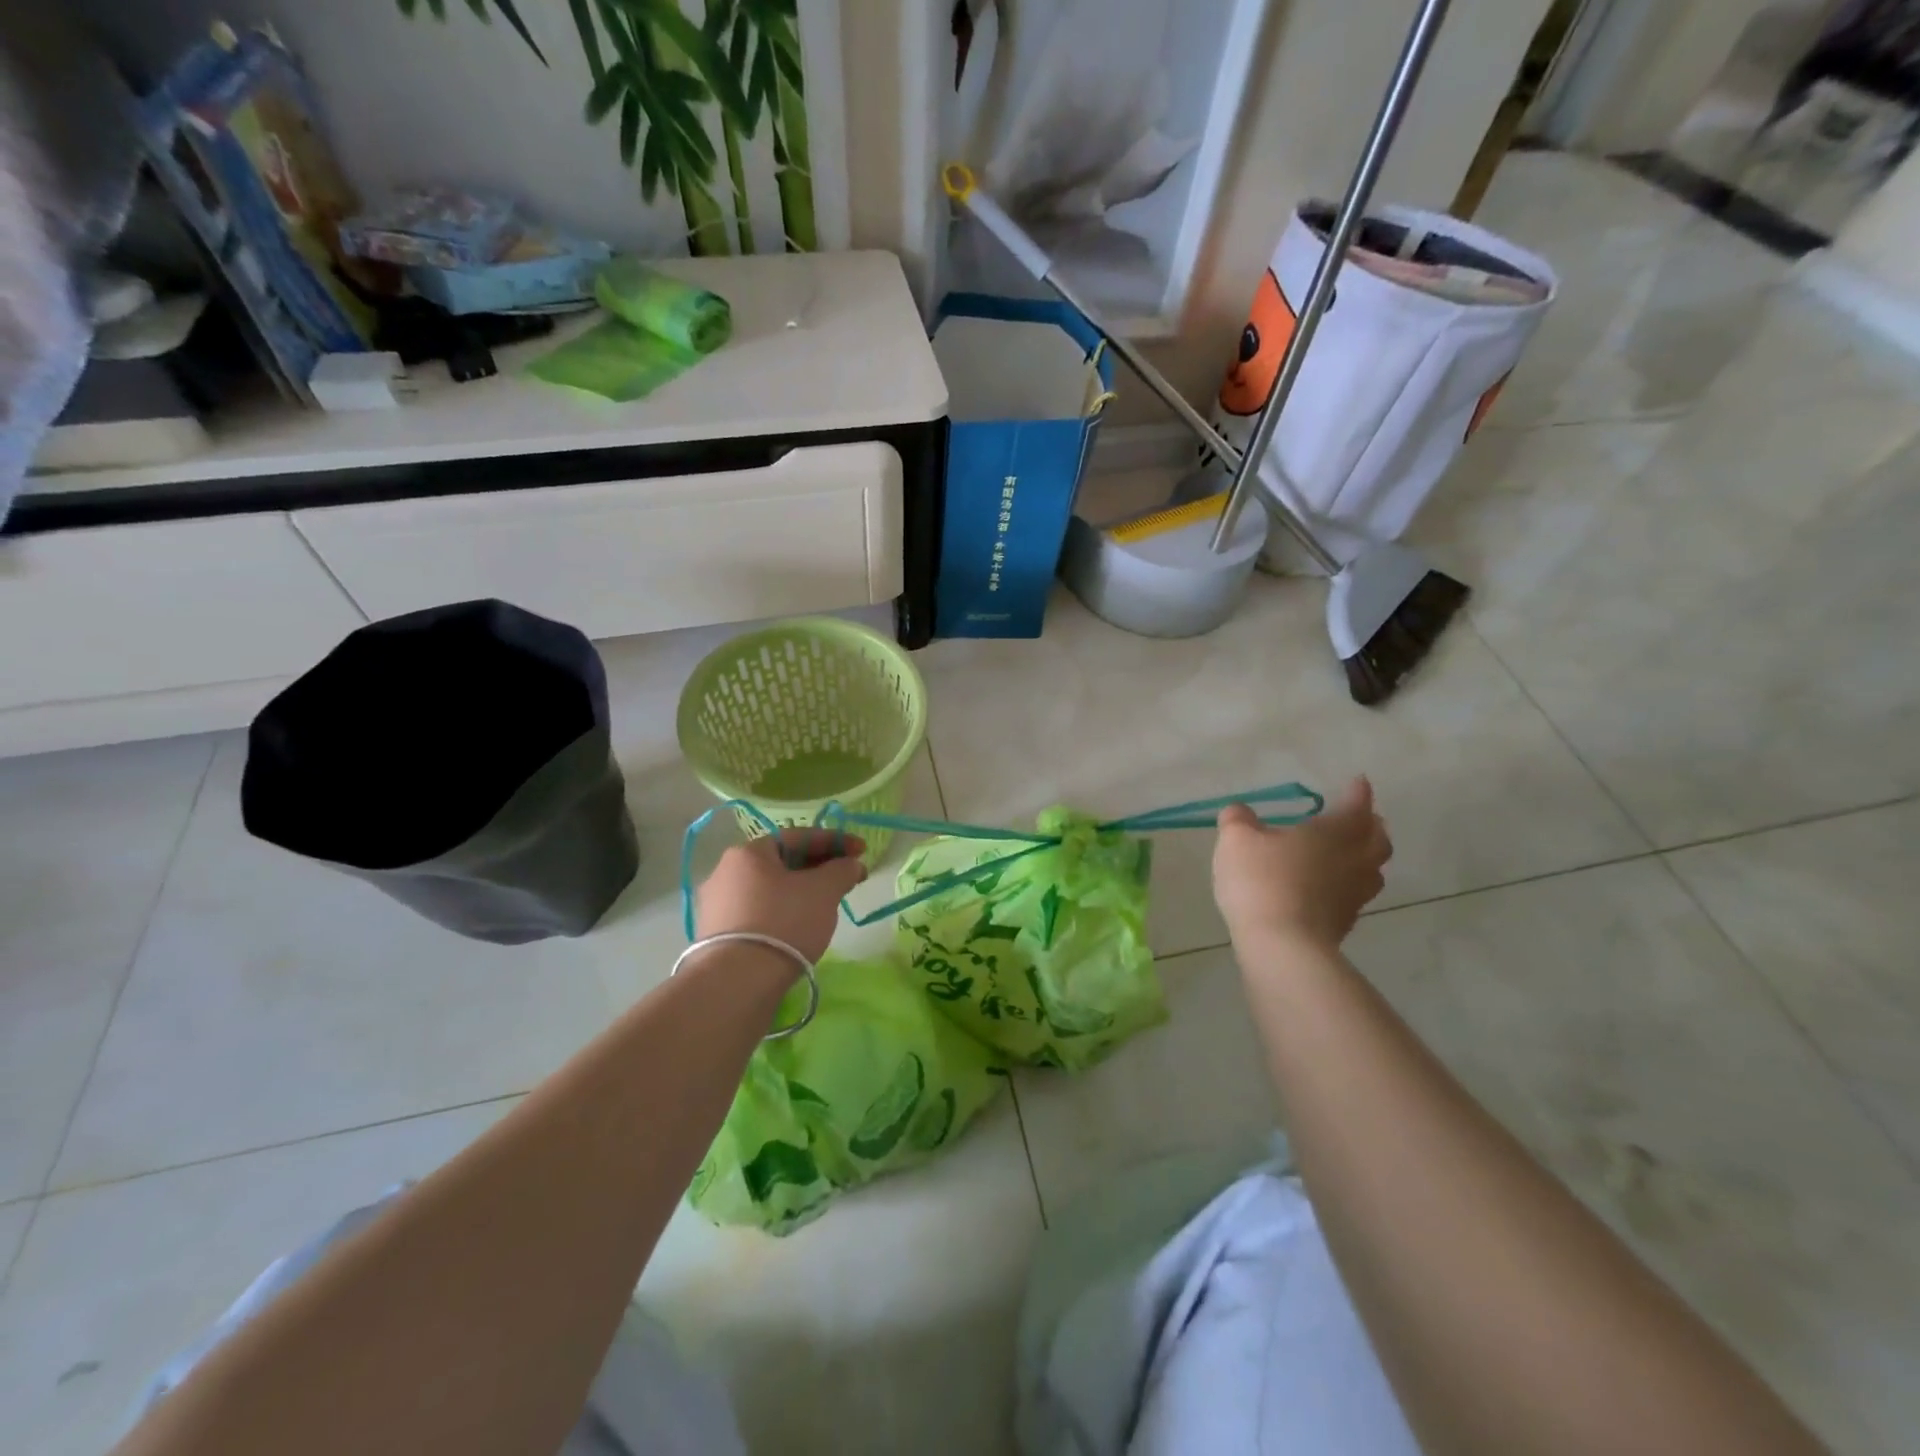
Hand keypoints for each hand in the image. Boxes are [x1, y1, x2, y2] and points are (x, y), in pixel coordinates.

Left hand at [695, 829, 867, 964]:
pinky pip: (759, 912)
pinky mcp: (716, 935)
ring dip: (801, 890)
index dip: (836, 841)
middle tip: (847, 878)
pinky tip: (800, 926)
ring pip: (770, 888)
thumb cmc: (784, 922)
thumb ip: (842, 870)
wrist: (737, 982)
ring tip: (827, 904)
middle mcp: (725, 871)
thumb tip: (851, 864)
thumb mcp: (824, 890)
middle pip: (782, 862)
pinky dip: (783, 912)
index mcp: (748, 852)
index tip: (862, 851)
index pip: (798, 836)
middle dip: (819, 867)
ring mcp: (716, 905)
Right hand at [1213, 777, 1391, 952]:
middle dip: (1371, 826)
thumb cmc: (1262, 881)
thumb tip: (1240, 811)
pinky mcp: (1345, 923)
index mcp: (1335, 832)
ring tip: (1350, 852)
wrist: (1282, 945)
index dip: (1357, 792)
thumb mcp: (1237, 840)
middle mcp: (1354, 860)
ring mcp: (1354, 894)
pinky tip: (1328, 886)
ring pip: (1373, 869)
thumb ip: (1238, 819)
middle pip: (1377, 839)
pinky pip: (1356, 894)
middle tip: (1359, 819)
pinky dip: (1348, 883)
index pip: (1356, 805)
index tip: (1358, 782)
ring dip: (1366, 857)